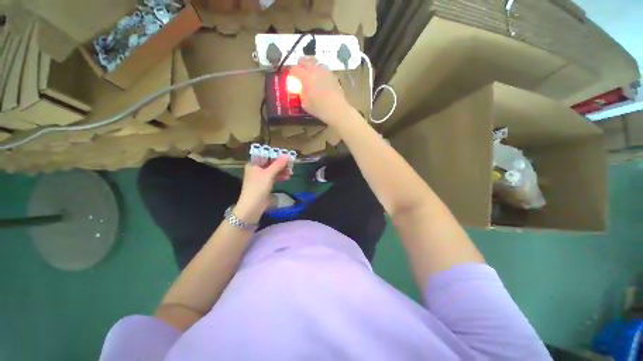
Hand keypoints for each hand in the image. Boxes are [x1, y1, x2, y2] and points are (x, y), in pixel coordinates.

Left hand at [235, 156, 291, 223]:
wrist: (253, 206)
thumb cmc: (258, 187)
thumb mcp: (269, 174)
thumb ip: (278, 164)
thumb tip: (287, 155)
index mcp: (253, 164)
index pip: (265, 155)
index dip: (275, 154)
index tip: (285, 154)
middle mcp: (256, 169)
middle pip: (270, 163)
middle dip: (280, 164)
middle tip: (291, 163)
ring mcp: (261, 178)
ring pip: (273, 171)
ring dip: (282, 171)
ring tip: (291, 171)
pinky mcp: (265, 185)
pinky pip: (274, 178)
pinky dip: (280, 177)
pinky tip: (288, 177)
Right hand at [289, 57, 351, 125]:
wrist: (336, 109)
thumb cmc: (319, 108)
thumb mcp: (305, 104)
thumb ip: (301, 93)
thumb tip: (300, 89)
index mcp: (305, 76)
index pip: (294, 69)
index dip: (292, 73)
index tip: (292, 79)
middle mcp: (315, 70)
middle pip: (305, 60)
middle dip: (300, 65)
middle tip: (300, 73)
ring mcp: (325, 71)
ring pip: (316, 62)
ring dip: (312, 66)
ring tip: (312, 76)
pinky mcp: (333, 75)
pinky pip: (324, 69)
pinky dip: (321, 73)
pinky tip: (322, 81)